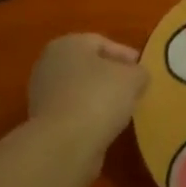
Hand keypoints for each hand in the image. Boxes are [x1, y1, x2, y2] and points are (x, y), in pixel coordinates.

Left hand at [27, 33, 147, 157]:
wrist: (64, 144)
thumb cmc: (99, 97)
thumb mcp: (133, 78)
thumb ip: (139, 72)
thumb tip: (137, 76)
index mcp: (68, 44)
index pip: (101, 42)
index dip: (125, 55)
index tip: (142, 69)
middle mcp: (50, 64)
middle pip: (88, 66)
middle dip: (110, 76)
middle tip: (133, 88)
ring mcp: (42, 94)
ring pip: (79, 90)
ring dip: (99, 97)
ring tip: (122, 110)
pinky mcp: (43, 122)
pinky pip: (73, 112)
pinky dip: (89, 116)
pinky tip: (105, 126)